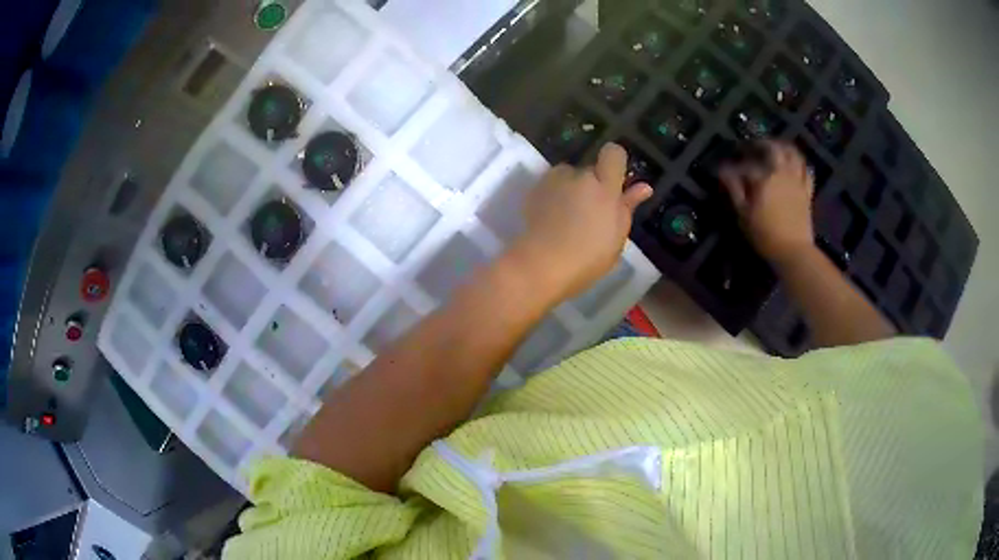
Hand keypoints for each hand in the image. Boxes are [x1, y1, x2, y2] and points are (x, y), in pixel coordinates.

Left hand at [510, 143, 653, 300]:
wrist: (543, 264)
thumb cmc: (589, 256)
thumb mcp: (617, 236)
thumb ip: (628, 206)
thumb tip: (644, 187)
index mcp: (604, 185)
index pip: (613, 153)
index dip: (615, 164)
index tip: (615, 182)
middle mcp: (579, 175)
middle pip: (590, 169)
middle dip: (592, 184)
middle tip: (592, 213)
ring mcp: (554, 180)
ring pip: (568, 176)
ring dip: (571, 188)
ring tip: (569, 217)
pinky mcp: (535, 189)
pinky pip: (550, 186)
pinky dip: (554, 197)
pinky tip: (552, 220)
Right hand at [720, 141, 814, 264]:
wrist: (794, 251)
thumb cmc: (765, 235)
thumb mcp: (743, 214)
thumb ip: (734, 189)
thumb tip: (724, 172)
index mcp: (764, 178)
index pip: (745, 166)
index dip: (733, 167)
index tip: (724, 170)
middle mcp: (781, 173)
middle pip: (772, 149)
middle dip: (760, 144)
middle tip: (752, 146)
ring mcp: (796, 181)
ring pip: (793, 154)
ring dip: (783, 147)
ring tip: (775, 147)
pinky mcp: (807, 192)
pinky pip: (807, 171)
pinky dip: (801, 164)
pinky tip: (796, 164)